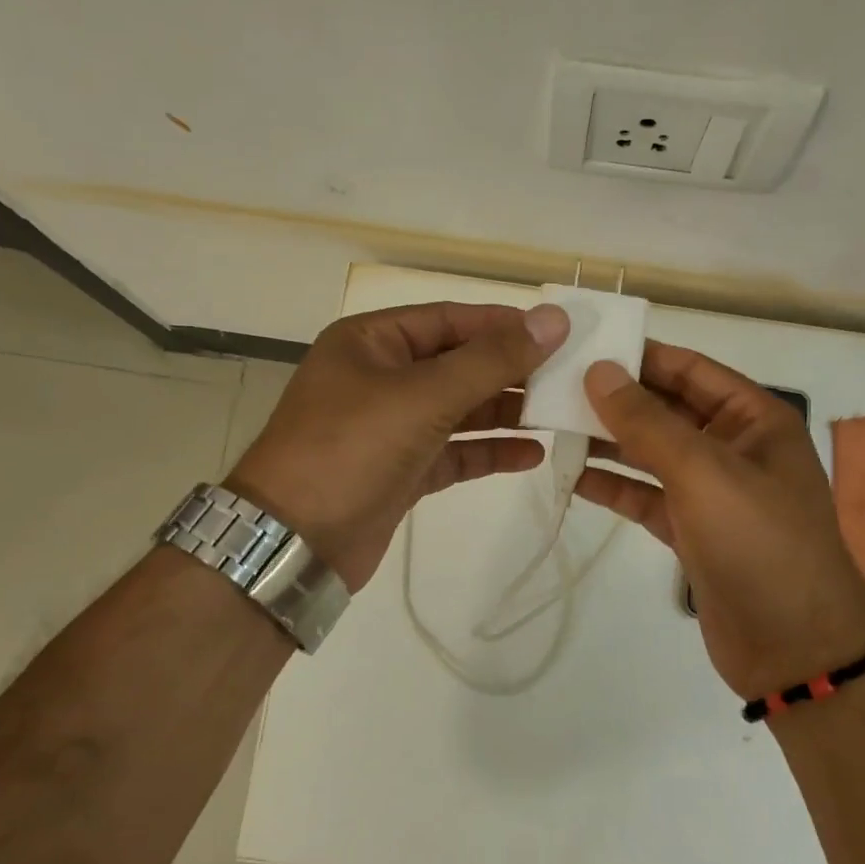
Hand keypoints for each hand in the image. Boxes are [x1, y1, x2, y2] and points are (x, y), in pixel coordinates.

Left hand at [225, 301, 569, 590]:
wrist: (294, 544)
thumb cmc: (351, 450)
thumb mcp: (423, 396)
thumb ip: (491, 359)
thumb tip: (553, 320)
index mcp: (372, 342)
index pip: (450, 319)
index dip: (504, 324)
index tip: (560, 332)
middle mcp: (380, 377)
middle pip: (458, 364)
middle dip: (511, 371)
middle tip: (571, 377)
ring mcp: (390, 427)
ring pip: (459, 410)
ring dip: (505, 413)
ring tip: (560, 414)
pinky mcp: (401, 471)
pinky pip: (454, 452)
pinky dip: (488, 452)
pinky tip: (531, 455)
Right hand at [575, 343, 864, 699]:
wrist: (795, 648)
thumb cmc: (759, 543)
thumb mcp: (703, 471)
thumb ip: (648, 421)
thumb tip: (599, 371)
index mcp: (753, 419)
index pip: (690, 369)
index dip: (640, 355)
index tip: (584, 346)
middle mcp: (733, 447)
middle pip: (667, 410)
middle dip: (616, 399)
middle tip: (554, 386)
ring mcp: (712, 492)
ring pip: (652, 454)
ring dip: (609, 441)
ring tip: (553, 425)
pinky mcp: (692, 532)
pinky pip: (647, 497)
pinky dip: (615, 487)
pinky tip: (574, 477)